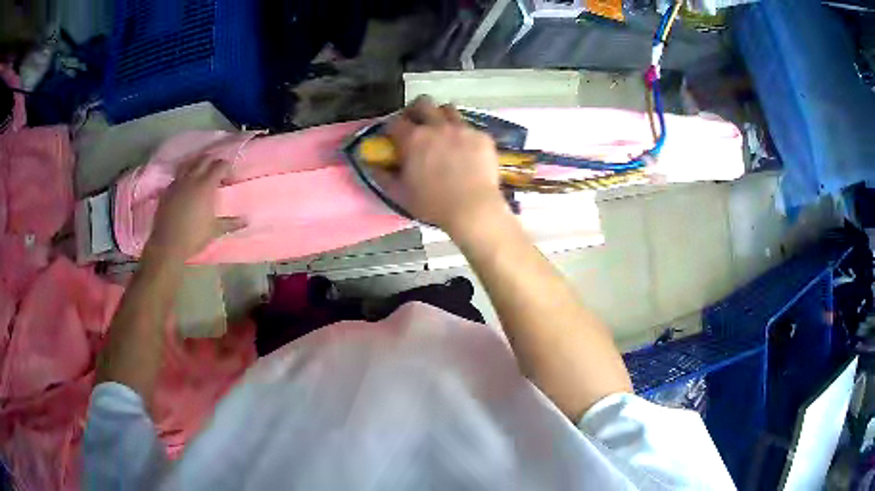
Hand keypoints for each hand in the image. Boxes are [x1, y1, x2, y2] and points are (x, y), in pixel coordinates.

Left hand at [146, 158, 245, 262]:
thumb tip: (246, 221)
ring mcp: (178, 183)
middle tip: (217, 172)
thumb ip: (230, 223)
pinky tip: (186, 186)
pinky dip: (184, 176)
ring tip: (200, 173)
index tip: (229, 179)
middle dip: (213, 161)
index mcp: (206, 185)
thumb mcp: (215, 230)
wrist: (168, 244)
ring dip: (197, 164)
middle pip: (204, 159)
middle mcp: (192, 178)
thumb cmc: (194, 236)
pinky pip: (177, 176)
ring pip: (189, 163)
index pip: (220, 165)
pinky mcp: (167, 190)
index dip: (227, 168)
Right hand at [381, 96, 507, 234]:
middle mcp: (437, 126)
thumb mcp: (400, 194)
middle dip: (416, 110)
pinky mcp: (482, 136)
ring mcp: (462, 129)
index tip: (393, 136)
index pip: (395, 121)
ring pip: (448, 109)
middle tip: (417, 125)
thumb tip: (371, 165)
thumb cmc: (433, 205)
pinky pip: (470, 127)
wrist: (473, 209)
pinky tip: (465, 149)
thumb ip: (382, 176)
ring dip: (441, 116)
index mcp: (413, 139)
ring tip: (442, 131)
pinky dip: (463, 134)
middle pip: (423, 103)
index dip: (392, 128)